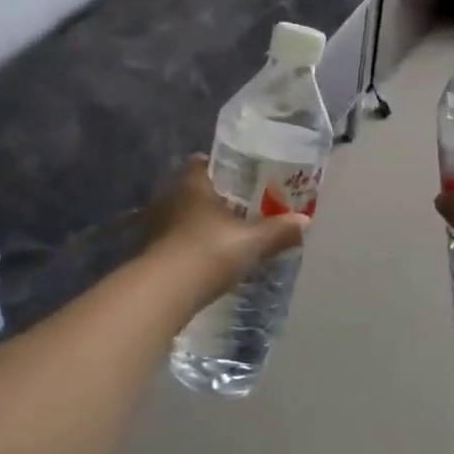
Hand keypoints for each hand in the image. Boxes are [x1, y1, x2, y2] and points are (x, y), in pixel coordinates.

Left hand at [143, 156, 308, 312]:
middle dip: (216, 197)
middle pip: (195, 188)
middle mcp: (169, 195)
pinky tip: (206, 256)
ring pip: (183, 213)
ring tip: (227, 234)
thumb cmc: (208, 252)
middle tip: (243, 208)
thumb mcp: (251, 242)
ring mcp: (155, 222)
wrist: (162, 292)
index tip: (245, 179)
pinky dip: (189, 243)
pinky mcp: (149, 249)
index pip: (205, 161)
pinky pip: (175, 237)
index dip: (225, 168)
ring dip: (201, 222)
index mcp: (192, 181)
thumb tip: (305, 222)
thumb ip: (278, 231)